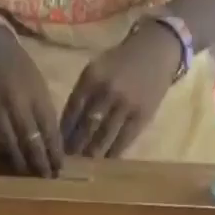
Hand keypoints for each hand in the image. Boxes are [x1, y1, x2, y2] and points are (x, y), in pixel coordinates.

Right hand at [0, 25, 63, 176]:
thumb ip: (44, 112)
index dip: (54, 153)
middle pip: (30, 141)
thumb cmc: (16, 66)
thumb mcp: (37, 84)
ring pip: (10, 146)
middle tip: (45, 177)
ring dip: (20, 164)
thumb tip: (51, 146)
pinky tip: (6, 165)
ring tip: (27, 175)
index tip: (59, 169)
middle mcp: (16, 101)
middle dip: (40, 163)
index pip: (49, 130)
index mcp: (35, 93)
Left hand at [60, 23, 182, 158]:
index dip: (64, 131)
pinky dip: (112, 153)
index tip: (58, 145)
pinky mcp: (141, 117)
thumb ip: (83, 94)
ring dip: (91, 153)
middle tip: (69, 160)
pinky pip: (123, 141)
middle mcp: (107, 90)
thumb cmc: (121, 62)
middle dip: (75, 146)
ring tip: (85, 163)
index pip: (72, 110)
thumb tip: (68, 128)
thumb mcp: (97, 69)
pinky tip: (105, 161)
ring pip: (103, 137)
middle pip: (86, 126)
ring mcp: (125, 105)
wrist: (156, 51)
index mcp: (92, 77)